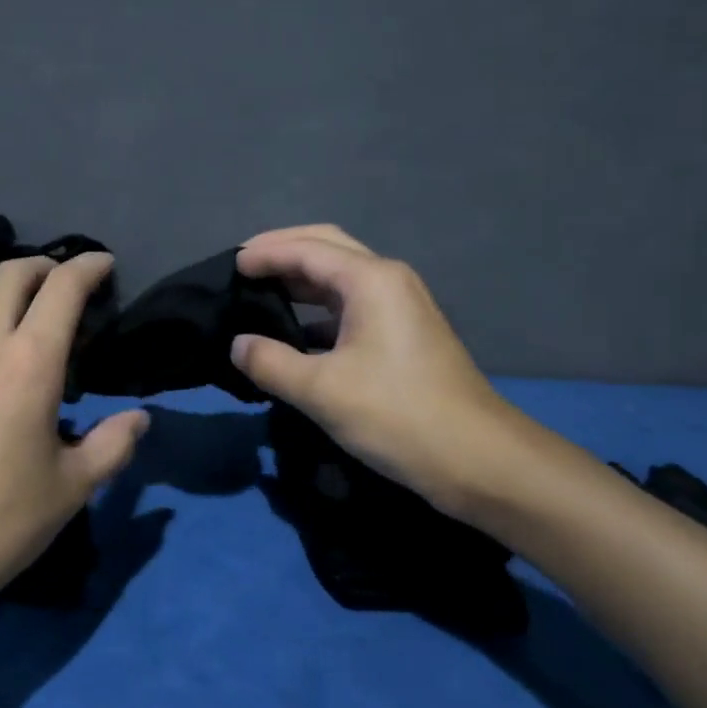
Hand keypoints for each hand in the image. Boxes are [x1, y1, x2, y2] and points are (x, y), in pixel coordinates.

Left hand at [0, 253, 148, 627]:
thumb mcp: (70, 490)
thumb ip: (112, 446)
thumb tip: (140, 417)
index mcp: (31, 364)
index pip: (63, 289)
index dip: (87, 267)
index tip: (104, 265)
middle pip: (10, 276)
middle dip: (41, 266)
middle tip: (59, 280)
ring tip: (9, 301)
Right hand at [232, 225, 535, 518]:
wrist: (478, 460)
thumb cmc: (398, 415)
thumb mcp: (322, 391)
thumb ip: (270, 362)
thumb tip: (237, 345)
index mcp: (370, 280)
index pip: (306, 249)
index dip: (264, 254)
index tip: (228, 267)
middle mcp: (388, 280)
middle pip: (327, 247)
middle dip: (283, 251)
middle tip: (243, 267)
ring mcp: (400, 306)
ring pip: (340, 276)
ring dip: (300, 279)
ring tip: (260, 293)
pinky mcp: (403, 334)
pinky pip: (351, 305)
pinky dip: (317, 309)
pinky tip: (294, 333)